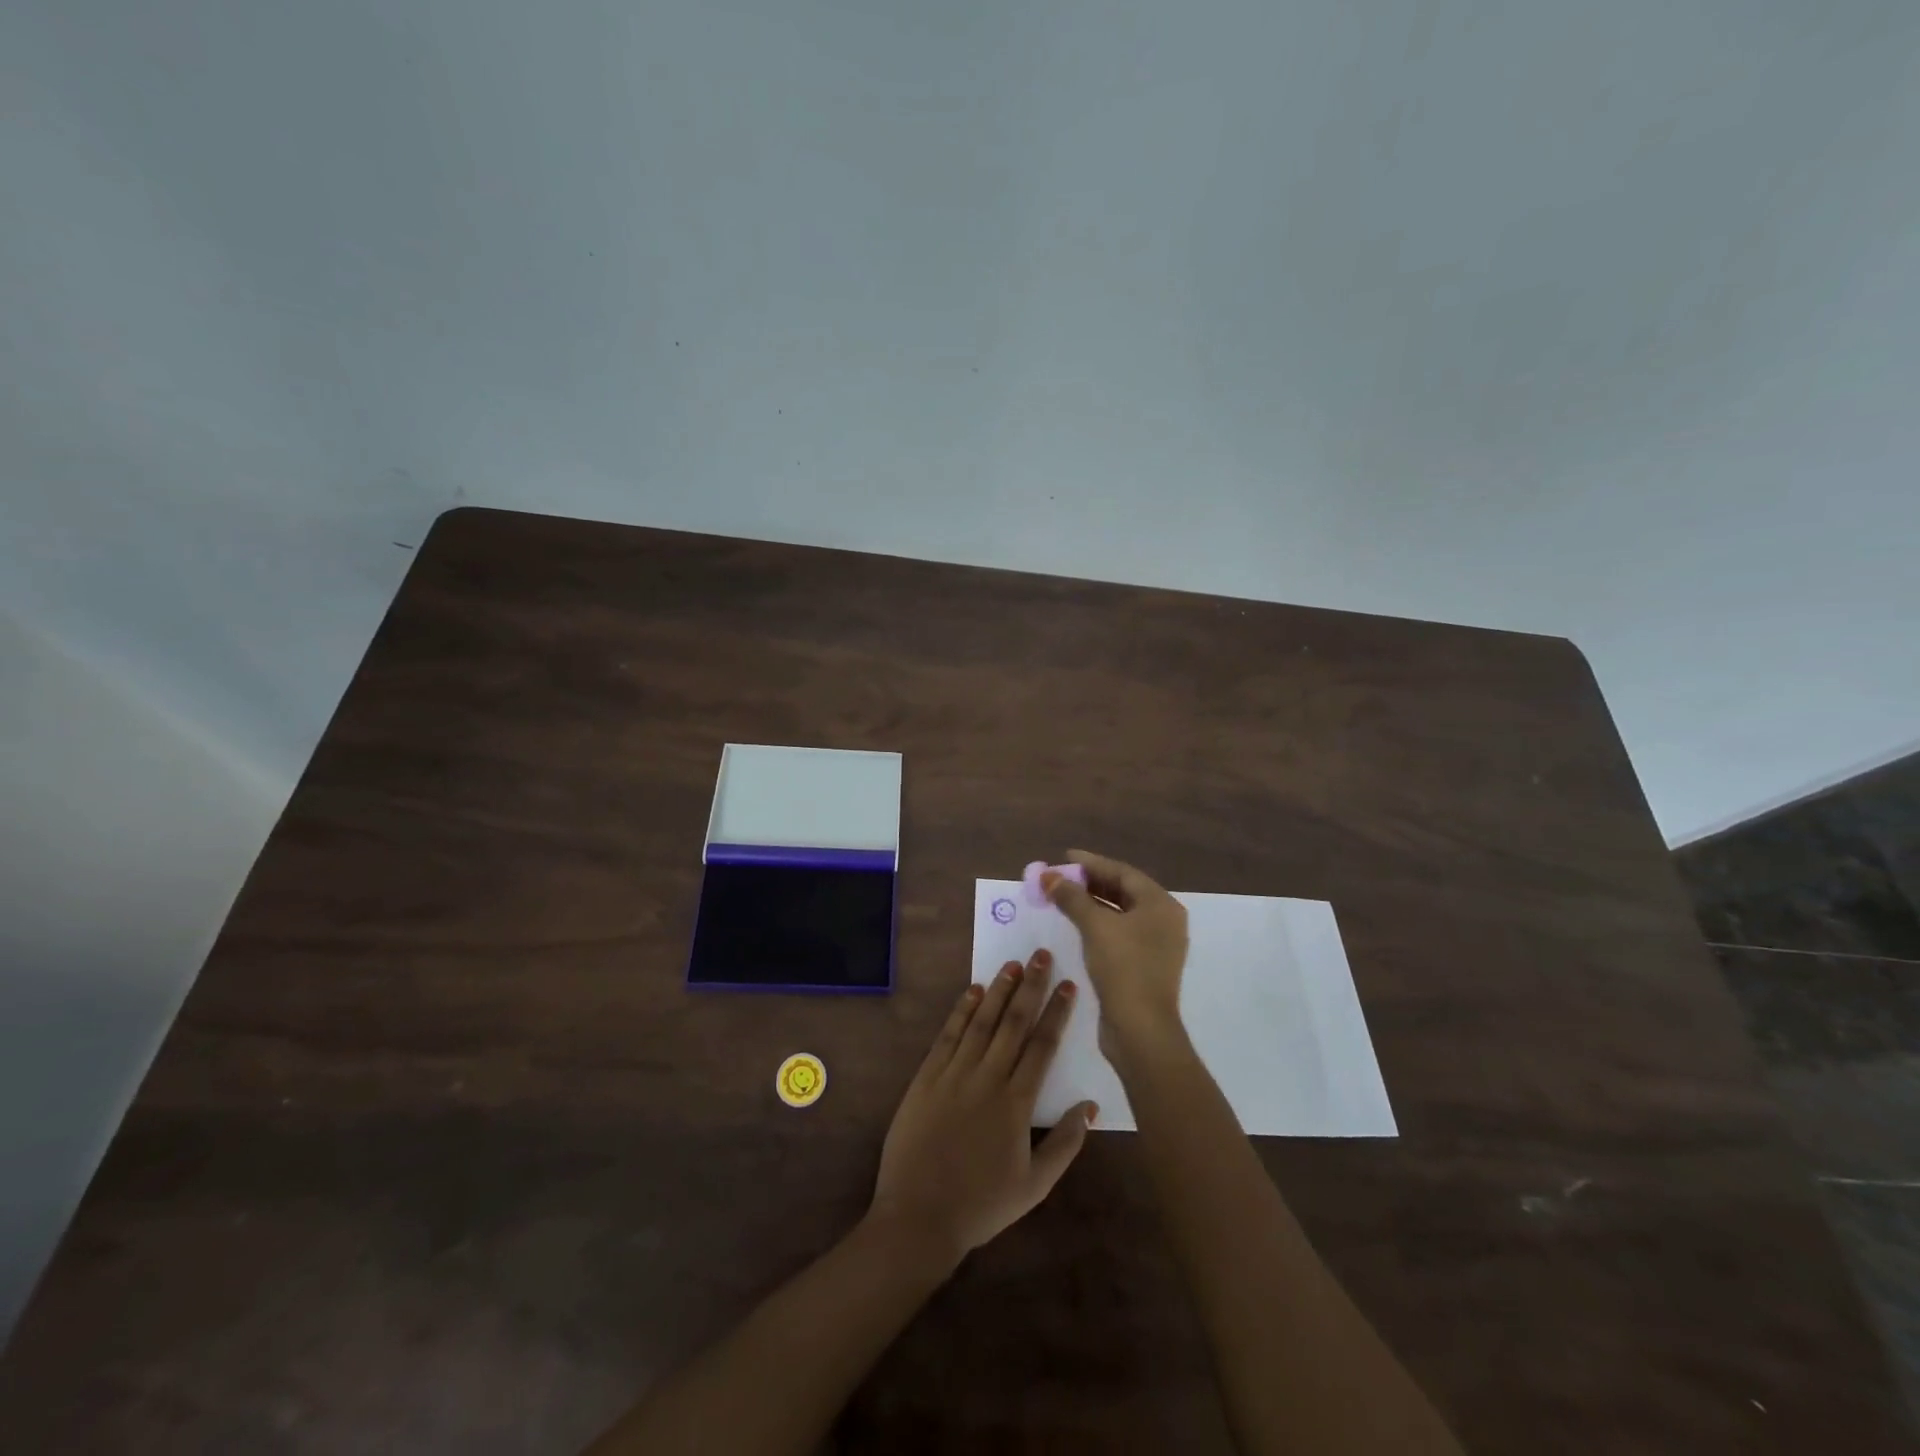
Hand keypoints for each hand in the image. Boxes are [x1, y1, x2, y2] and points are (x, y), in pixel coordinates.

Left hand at [870, 950, 1097, 1261]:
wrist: (919, 1217)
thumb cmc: (982, 1205)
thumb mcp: (1035, 1185)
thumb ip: (1066, 1144)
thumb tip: (1090, 1106)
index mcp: (1016, 1103)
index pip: (1042, 1046)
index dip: (1057, 1013)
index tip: (1069, 986)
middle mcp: (987, 1079)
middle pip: (1013, 1023)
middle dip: (1030, 987)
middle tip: (1042, 955)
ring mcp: (953, 1074)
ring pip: (981, 1022)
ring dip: (998, 990)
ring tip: (1012, 964)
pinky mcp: (926, 1077)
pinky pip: (947, 1036)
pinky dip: (961, 1011)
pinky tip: (972, 991)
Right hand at [1043, 850, 1189, 1064]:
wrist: (1141, 1029)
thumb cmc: (1123, 968)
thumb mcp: (1095, 926)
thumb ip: (1071, 897)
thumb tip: (1048, 876)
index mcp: (1161, 904)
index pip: (1123, 872)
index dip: (1092, 863)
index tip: (1064, 856)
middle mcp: (1164, 920)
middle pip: (1124, 890)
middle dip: (1090, 882)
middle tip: (1060, 877)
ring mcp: (1157, 944)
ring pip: (1121, 913)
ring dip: (1092, 903)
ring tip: (1063, 896)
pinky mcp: (1145, 965)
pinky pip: (1120, 932)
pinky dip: (1099, 923)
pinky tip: (1077, 923)